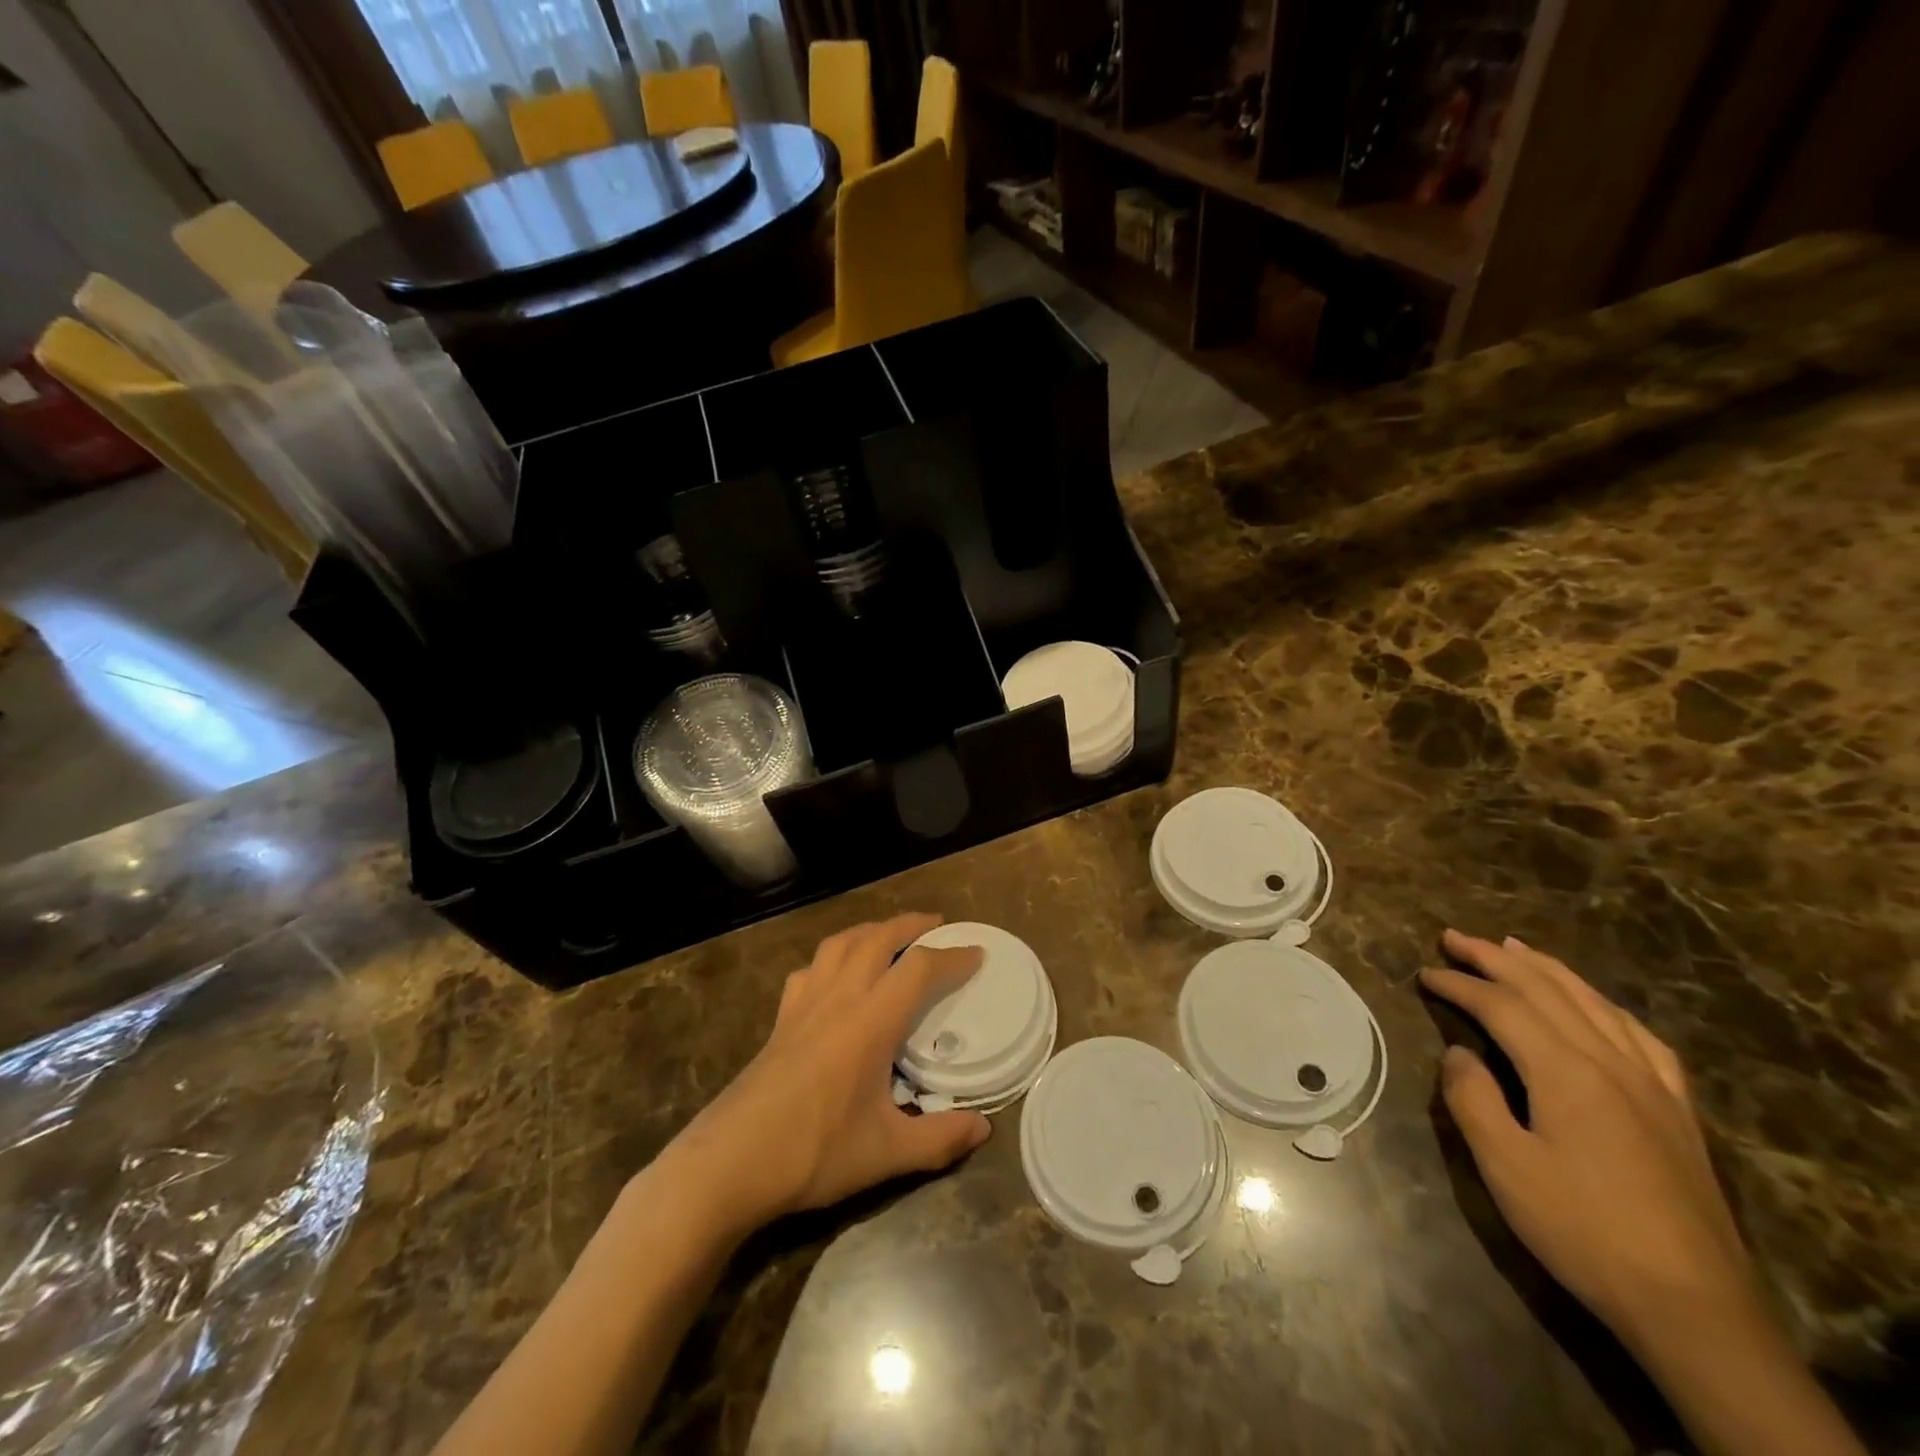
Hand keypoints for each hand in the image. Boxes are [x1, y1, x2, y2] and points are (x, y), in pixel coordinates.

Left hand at [658, 913, 990, 1235]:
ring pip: (840, 943)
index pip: (919, 968)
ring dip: (870, 930)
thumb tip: (983, 1129)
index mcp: (870, 1020)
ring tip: (889, 935)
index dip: (952, 956)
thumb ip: (939, 1139)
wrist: (731, 1162)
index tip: (976, 954)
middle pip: (877, 938)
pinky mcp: (781, 1019)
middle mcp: (839, 998)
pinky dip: (831, 957)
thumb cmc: (814, 1152)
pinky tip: (834, 975)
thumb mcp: (887, 1153)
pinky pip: (810, 969)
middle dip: (910, 925)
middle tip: (936, 925)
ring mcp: (804, 1004)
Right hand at [1420, 930, 1756, 1347]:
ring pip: (1594, 1003)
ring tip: (1515, 948)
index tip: (1424, 973)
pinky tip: (1596, 1006)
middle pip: (1547, 991)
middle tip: (1455, 937)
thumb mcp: (1504, 1166)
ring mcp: (1652, 1085)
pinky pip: (1640, 1036)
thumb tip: (1460, 1054)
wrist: (1693, 1307)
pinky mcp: (1677, 1111)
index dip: (1459, 984)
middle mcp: (1611, 1062)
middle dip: (1495, 958)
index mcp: (1565, 1071)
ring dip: (1548, 970)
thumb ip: (1473, 1098)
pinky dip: (1605, 1006)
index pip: (1502, 1006)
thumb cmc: (1583, 1230)